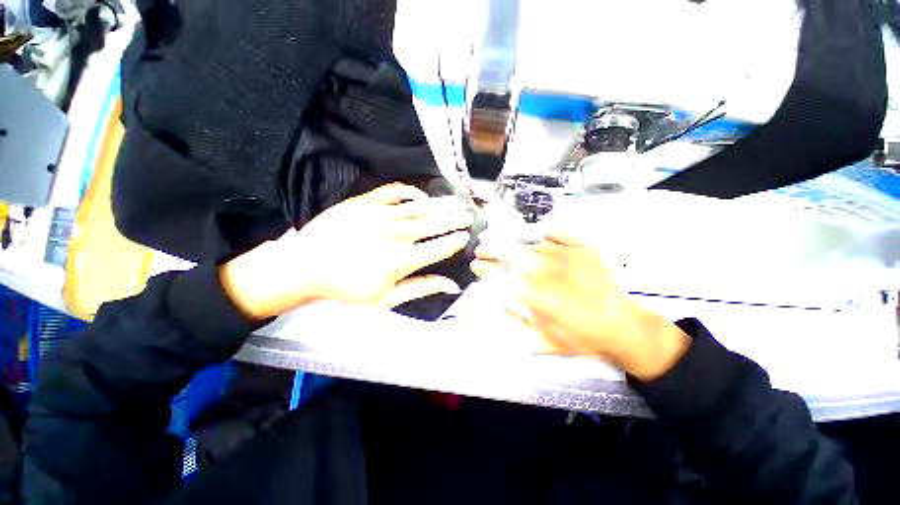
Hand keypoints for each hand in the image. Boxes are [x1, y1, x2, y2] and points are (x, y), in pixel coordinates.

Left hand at [222, 183, 472, 319]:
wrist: (306, 265)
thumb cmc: (348, 287)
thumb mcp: (386, 298)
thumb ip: (421, 288)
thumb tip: (451, 285)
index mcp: (401, 260)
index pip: (437, 247)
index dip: (454, 241)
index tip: (466, 236)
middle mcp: (395, 234)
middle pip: (432, 224)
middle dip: (453, 219)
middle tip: (469, 215)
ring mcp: (379, 215)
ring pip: (418, 208)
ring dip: (440, 204)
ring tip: (456, 201)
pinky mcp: (364, 202)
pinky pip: (392, 192)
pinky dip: (409, 192)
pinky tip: (420, 194)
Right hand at [471, 231, 689, 380]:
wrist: (623, 328)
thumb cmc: (581, 338)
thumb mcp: (544, 341)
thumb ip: (515, 321)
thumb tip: (494, 301)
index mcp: (539, 297)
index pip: (503, 278)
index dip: (486, 270)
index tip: (476, 265)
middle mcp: (550, 273)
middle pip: (513, 256)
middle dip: (492, 251)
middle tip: (481, 249)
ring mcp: (569, 258)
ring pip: (533, 246)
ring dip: (515, 243)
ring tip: (504, 242)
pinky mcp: (586, 251)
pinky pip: (564, 234)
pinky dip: (551, 232)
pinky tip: (542, 231)